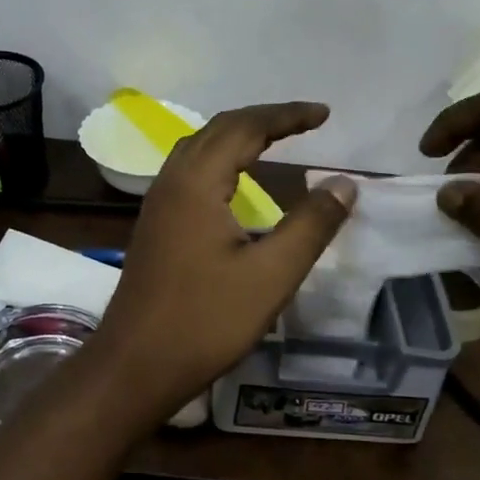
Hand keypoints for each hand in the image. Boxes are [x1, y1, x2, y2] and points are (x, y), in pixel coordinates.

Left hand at [91, 102, 355, 421]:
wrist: (134, 365)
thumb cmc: (205, 320)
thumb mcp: (271, 275)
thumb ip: (311, 225)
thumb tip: (345, 183)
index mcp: (198, 182)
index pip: (246, 127)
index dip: (287, 116)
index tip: (324, 114)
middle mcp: (173, 180)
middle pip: (219, 128)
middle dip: (264, 119)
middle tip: (306, 121)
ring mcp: (158, 202)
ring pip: (200, 147)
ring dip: (239, 135)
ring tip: (276, 139)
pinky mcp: (155, 223)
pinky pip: (190, 170)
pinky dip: (221, 158)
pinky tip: (235, 181)